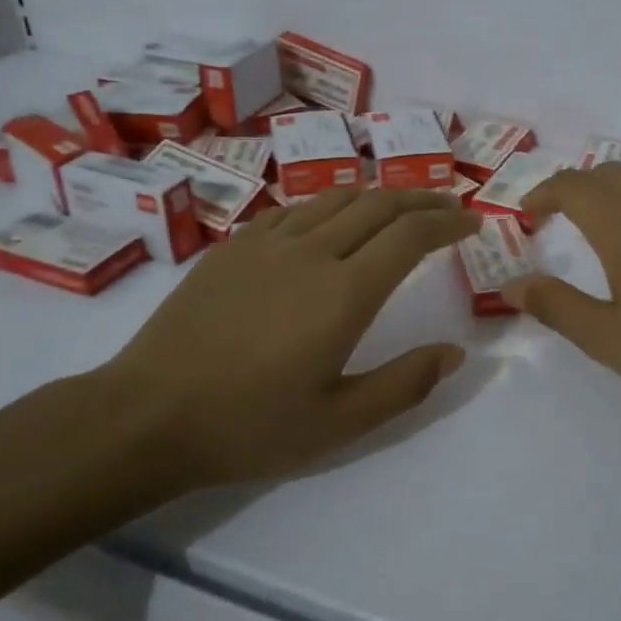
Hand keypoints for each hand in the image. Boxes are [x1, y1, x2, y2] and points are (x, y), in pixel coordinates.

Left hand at [91, 188, 478, 493]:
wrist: (148, 414)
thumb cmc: (250, 425)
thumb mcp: (339, 422)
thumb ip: (404, 384)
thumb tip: (455, 352)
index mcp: (344, 293)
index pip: (411, 236)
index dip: (448, 222)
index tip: (472, 222)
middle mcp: (312, 252)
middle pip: (380, 204)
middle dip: (422, 199)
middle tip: (449, 206)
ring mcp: (267, 243)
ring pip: (336, 198)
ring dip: (378, 195)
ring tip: (400, 206)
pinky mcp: (233, 246)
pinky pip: (294, 210)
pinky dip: (328, 206)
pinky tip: (329, 221)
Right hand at [505, 165, 620, 442]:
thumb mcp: (609, 340)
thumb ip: (556, 306)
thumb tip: (511, 283)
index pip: (571, 186)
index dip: (543, 194)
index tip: (529, 215)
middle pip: (608, 174)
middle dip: (577, 190)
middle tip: (562, 219)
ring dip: (619, 193)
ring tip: (612, 226)